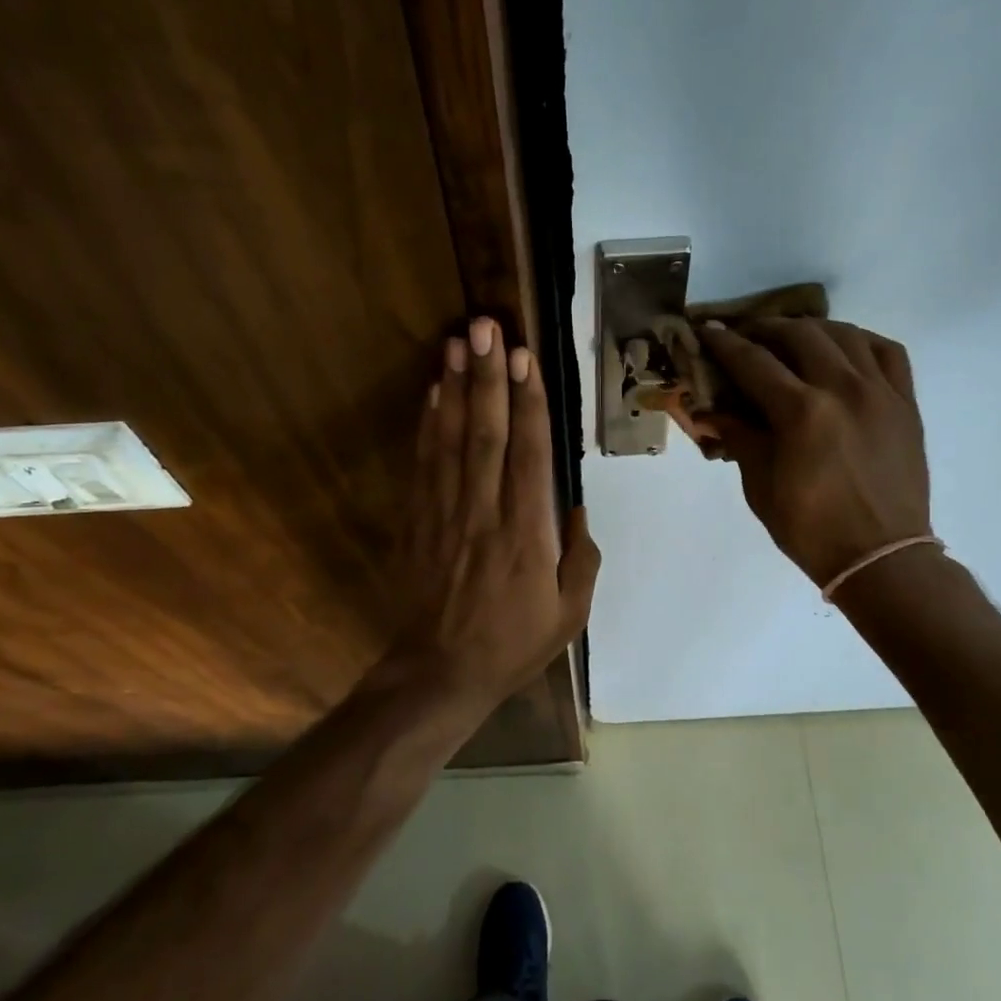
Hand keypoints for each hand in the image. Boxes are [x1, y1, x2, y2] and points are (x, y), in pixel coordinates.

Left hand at [381, 316, 600, 720]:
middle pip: (485, 434)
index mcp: (527, 535)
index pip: (529, 455)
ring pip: (450, 442)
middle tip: (485, 327)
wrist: (440, 673)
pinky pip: (423, 466)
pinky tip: (431, 394)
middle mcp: (484, 514)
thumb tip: (576, 509)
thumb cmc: (512, 644)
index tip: (526, 359)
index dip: (527, 403)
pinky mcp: (418, 523)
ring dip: (454, 390)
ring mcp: (445, 515)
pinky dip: (427, 426)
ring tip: (456, 344)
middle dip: (487, 377)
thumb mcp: (570, 614)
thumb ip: (582, 558)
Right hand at [697, 318, 931, 588]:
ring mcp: (881, 392)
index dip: (726, 345)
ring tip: (793, 338)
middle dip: (767, 329)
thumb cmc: (811, 530)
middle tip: (747, 337)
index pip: (754, 362)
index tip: (708, 332)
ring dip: (812, 329)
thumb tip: (711, 411)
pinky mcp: (906, 403)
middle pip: (800, 335)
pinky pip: (888, 352)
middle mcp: (843, 389)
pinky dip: (860, 342)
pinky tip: (844, 350)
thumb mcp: (761, 487)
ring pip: (845, 334)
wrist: (881, 557)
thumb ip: (739, 438)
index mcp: (801, 413)